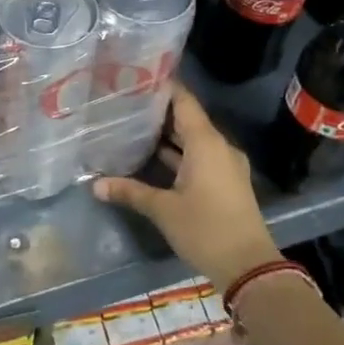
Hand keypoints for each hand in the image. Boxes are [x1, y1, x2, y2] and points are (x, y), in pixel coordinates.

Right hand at [94, 82, 278, 290]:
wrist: (248, 267)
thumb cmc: (205, 229)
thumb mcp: (163, 210)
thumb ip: (130, 192)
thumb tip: (95, 185)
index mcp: (206, 143)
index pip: (184, 101)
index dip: (163, 87)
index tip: (137, 77)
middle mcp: (218, 147)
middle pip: (187, 119)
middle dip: (159, 111)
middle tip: (126, 102)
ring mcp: (225, 165)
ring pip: (193, 140)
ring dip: (167, 135)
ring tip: (133, 126)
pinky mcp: (225, 182)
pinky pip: (200, 156)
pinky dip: (178, 153)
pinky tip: (153, 158)